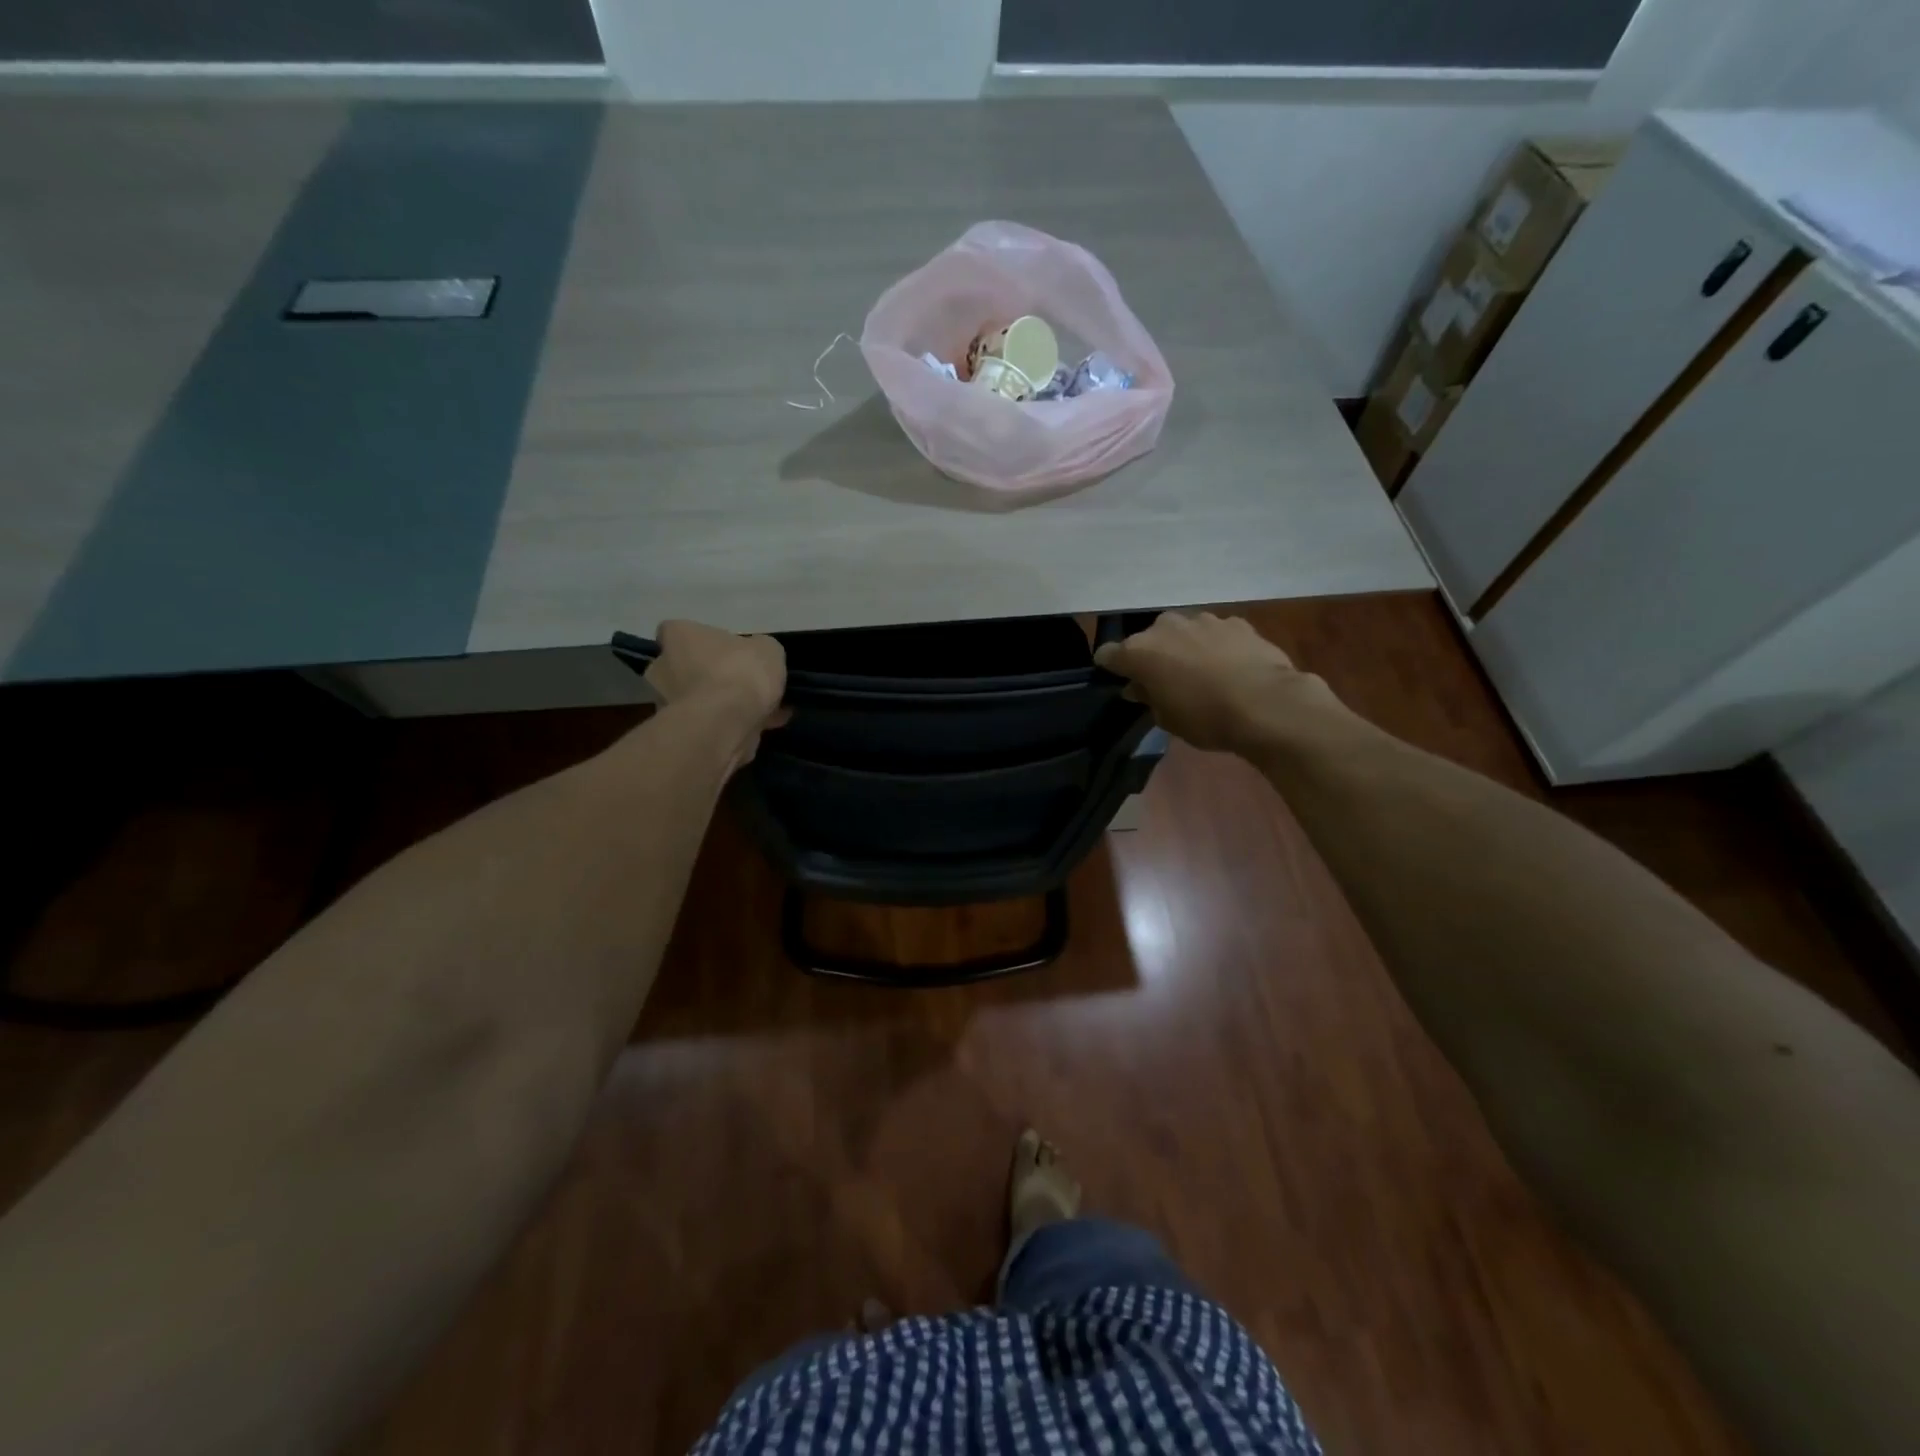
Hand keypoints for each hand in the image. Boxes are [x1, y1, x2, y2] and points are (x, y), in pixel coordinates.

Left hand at [644, 621, 788, 759]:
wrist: (726, 723)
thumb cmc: (741, 672)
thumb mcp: (767, 649)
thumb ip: (758, 650)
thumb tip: (756, 656)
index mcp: (678, 636)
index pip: (676, 631)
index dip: (699, 640)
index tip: (722, 650)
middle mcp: (663, 667)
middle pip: (685, 667)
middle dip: (709, 675)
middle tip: (742, 681)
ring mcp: (668, 703)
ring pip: (699, 699)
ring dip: (723, 703)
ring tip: (762, 709)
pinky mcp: (681, 732)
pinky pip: (710, 723)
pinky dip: (733, 724)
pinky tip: (765, 726)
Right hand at [1093, 611, 1345, 753]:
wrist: (1265, 704)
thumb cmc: (1205, 718)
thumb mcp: (1167, 719)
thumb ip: (1148, 697)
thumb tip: (1140, 687)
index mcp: (1140, 651)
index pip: (1109, 654)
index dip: (1111, 667)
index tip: (1120, 680)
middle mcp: (1166, 627)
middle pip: (1148, 639)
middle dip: (1153, 655)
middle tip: (1165, 679)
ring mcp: (1203, 620)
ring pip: (1183, 632)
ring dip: (1185, 647)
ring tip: (1201, 672)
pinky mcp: (1235, 622)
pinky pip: (1215, 633)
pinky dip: (1216, 645)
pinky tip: (1229, 666)